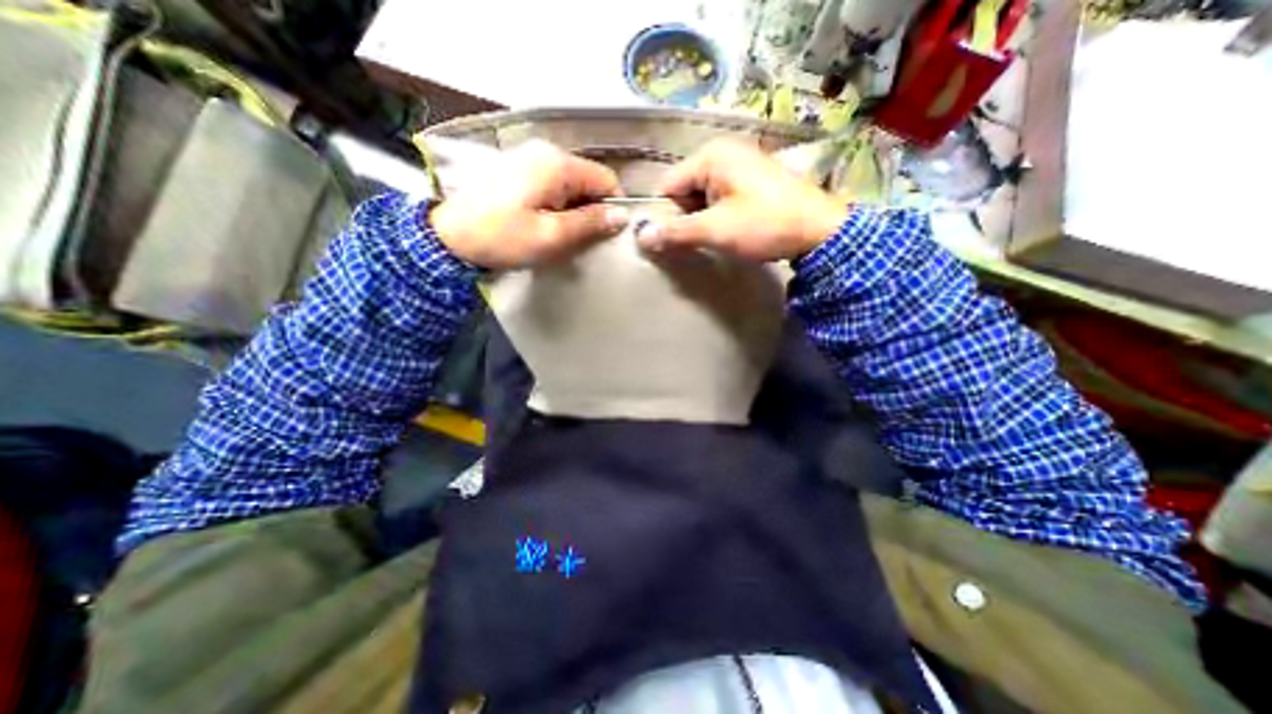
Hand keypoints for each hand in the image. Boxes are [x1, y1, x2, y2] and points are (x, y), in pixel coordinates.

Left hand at [432, 139, 630, 267]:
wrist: (448, 236)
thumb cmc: (502, 237)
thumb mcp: (551, 236)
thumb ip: (589, 224)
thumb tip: (622, 216)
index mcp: (558, 164)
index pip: (606, 179)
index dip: (612, 207)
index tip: (604, 234)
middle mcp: (546, 152)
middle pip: (588, 180)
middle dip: (590, 210)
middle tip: (577, 238)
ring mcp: (529, 157)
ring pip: (571, 184)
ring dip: (572, 210)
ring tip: (558, 233)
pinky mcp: (518, 168)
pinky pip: (552, 185)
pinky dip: (556, 204)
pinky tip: (542, 222)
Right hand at [642, 139, 847, 261]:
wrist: (820, 230)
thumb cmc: (764, 224)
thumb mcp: (716, 230)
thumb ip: (676, 232)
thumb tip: (641, 237)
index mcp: (711, 156)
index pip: (667, 186)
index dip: (665, 215)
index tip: (672, 241)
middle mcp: (723, 153)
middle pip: (684, 190)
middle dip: (686, 217)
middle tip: (699, 241)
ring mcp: (740, 165)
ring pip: (702, 196)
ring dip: (702, 219)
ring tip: (717, 238)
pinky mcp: (751, 180)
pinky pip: (720, 198)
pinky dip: (718, 216)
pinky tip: (730, 231)